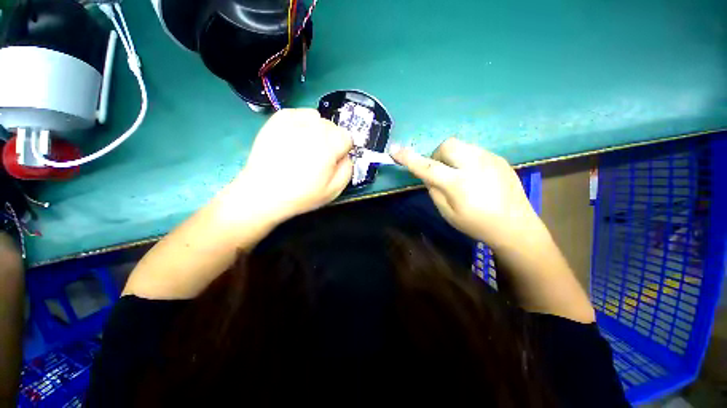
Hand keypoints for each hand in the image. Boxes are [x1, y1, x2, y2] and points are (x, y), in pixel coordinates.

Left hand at [228, 109, 352, 223]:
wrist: (263, 193)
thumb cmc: (302, 194)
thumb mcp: (334, 189)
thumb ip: (348, 168)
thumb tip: (346, 155)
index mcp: (329, 145)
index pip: (347, 137)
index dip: (343, 150)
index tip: (334, 161)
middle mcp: (312, 128)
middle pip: (333, 127)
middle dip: (331, 140)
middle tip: (319, 157)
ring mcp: (293, 121)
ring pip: (317, 118)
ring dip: (317, 130)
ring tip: (306, 147)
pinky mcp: (277, 120)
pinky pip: (298, 113)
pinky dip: (301, 123)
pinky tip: (296, 138)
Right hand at [392, 138, 544, 247]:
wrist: (515, 226)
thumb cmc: (476, 224)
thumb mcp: (447, 213)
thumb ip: (433, 189)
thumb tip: (427, 174)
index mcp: (459, 184)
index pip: (428, 167)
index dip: (409, 158)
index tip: (394, 149)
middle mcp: (475, 165)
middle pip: (447, 145)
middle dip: (437, 155)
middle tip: (441, 171)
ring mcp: (490, 159)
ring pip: (461, 145)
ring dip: (452, 157)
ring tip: (459, 174)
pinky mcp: (499, 158)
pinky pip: (474, 150)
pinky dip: (466, 159)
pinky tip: (474, 176)